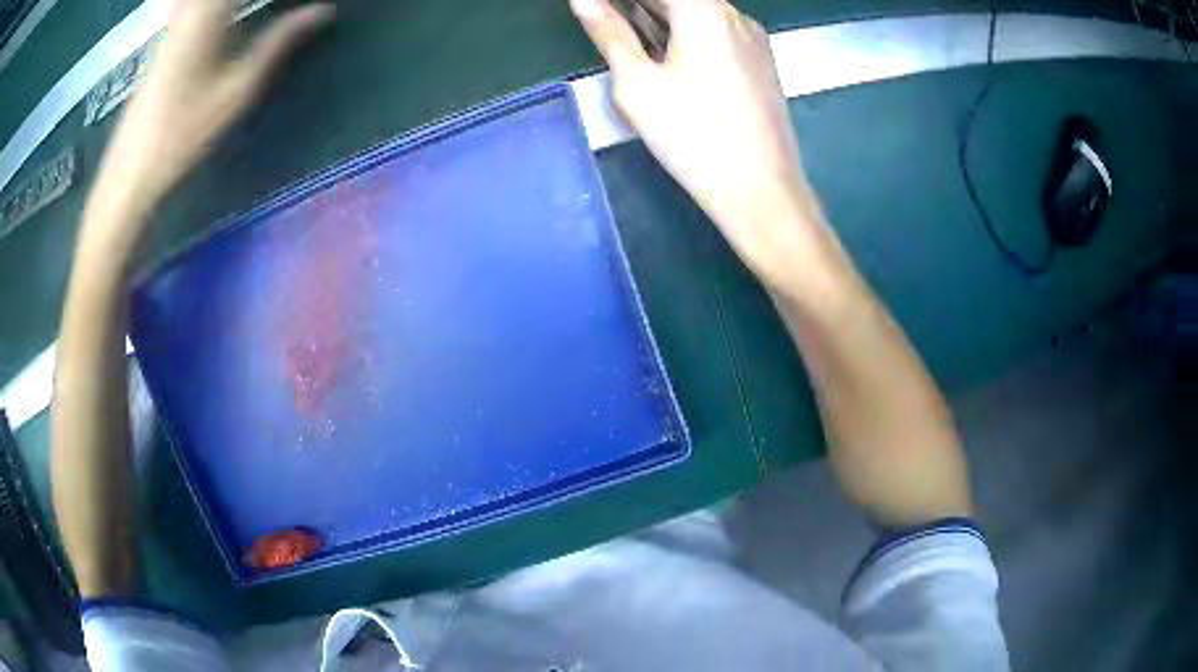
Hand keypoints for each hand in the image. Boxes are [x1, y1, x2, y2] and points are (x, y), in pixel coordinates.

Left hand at [83, 0, 332, 251]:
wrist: (130, 169)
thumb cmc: (183, 133)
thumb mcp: (237, 89)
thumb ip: (280, 41)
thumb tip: (323, 11)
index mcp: (210, 11)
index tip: (312, 3)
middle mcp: (191, 6)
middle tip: (285, 8)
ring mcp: (176, 19)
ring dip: (232, 3)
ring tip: (246, 13)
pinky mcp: (167, 34)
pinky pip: (191, 2)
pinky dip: (215, 6)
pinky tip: (225, 16)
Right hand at [570, 0, 832, 293]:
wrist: (761, 189)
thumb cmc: (693, 135)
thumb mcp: (637, 83)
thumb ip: (609, 33)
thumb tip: (584, 0)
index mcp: (704, 10)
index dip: (619, 1)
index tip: (597, 9)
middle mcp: (734, 14)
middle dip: (639, 6)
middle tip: (606, 19)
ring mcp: (753, 39)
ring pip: (699, 13)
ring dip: (659, 17)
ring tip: (627, 32)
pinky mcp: (761, 63)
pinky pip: (717, 33)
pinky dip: (685, 33)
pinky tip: (665, 54)